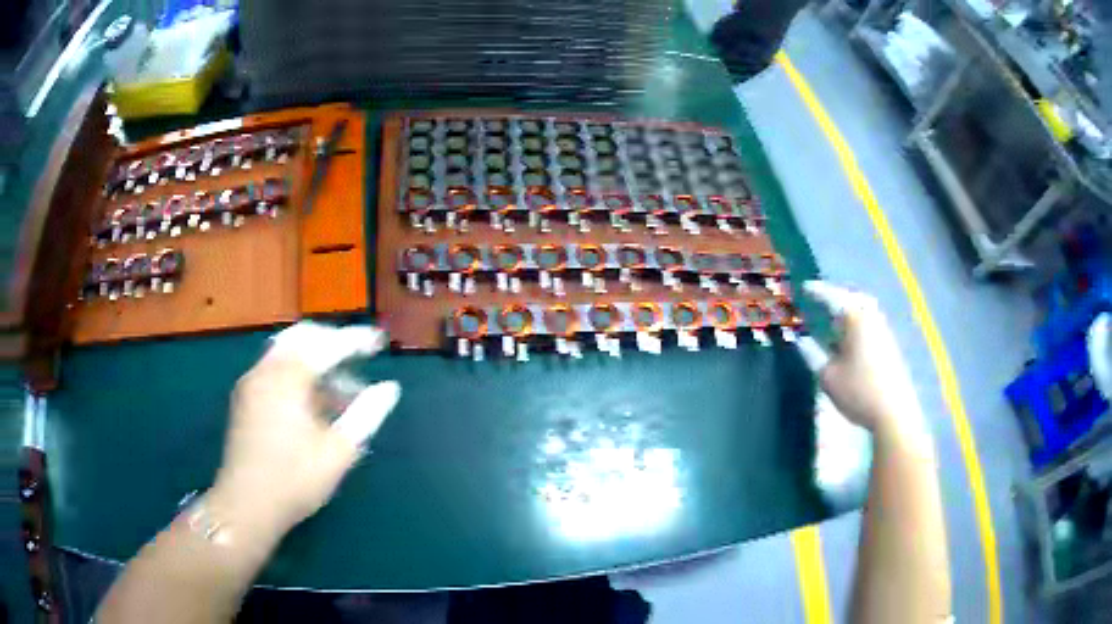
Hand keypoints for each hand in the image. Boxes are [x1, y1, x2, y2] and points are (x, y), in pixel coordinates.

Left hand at [211, 322, 400, 534]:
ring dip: (313, 357)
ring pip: (285, 350)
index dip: (355, 340)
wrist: (245, 505)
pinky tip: (312, 400)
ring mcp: (251, 382)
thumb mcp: (339, 451)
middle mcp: (266, 369)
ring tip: (339, 385)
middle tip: (358, 357)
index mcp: (289, 378)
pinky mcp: (244, 398)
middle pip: (302, 337)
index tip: (379, 342)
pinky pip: (274, 368)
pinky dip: (297, 371)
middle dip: (331, 342)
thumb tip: (390, 389)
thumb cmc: (295, 480)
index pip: (327, 345)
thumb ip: (366, 415)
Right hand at [796, 281, 925, 439]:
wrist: (893, 412)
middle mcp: (871, 318)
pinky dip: (857, 324)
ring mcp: (883, 330)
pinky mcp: (890, 345)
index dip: (817, 292)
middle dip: (836, 297)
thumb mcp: (828, 377)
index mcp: (855, 319)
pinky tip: (850, 340)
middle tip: (821, 302)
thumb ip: (812, 355)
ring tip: (833, 321)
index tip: (804, 288)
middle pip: (852, 298)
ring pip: (864, 310)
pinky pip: (870, 323)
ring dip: (848, 311)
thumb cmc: (858, 392)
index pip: (833, 297)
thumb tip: (801, 341)